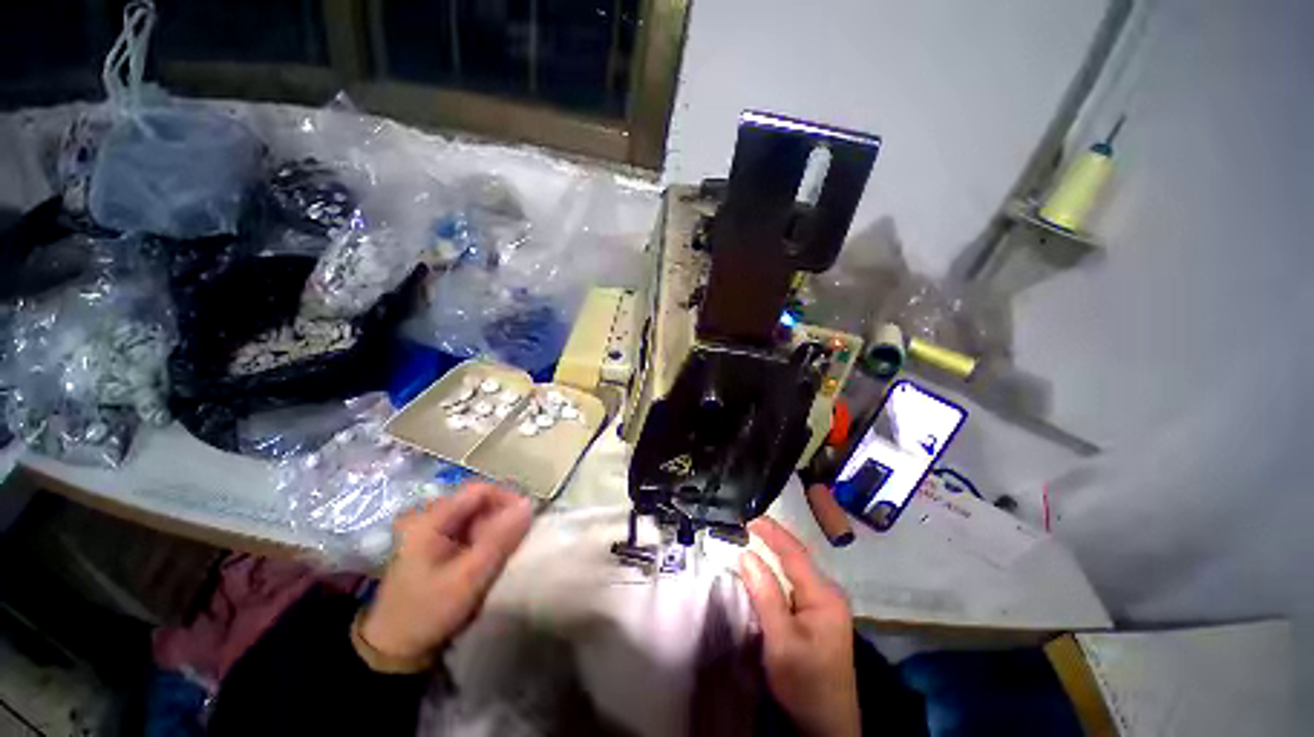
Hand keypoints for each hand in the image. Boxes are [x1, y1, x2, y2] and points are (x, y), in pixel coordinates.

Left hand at [360, 482, 532, 662]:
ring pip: (476, 516)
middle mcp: (429, 517)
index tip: (528, 518)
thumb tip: (530, 503)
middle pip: (478, 501)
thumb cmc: (429, 612)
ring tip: (507, 550)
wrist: (395, 652)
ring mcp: (431, 532)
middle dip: (503, 516)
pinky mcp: (436, 546)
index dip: (508, 498)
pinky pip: (470, 530)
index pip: (480, 490)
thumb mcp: (469, 578)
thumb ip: (501, 539)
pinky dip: (486, 539)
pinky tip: (491, 557)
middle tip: (519, 539)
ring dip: (496, 528)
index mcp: (430, 519)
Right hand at [740, 517, 859, 736]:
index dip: (772, 533)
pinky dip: (778, 571)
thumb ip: (765, 595)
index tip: (749, 518)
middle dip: (773, 539)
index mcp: (824, 596)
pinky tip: (766, 568)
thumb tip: (746, 555)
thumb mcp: (781, 641)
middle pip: (798, 558)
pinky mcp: (819, 616)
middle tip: (747, 526)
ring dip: (775, 554)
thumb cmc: (805, 683)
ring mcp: (825, 606)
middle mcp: (828, 594)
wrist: (828, 726)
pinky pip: (796, 584)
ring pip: (796, 571)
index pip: (795, 553)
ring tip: (753, 538)